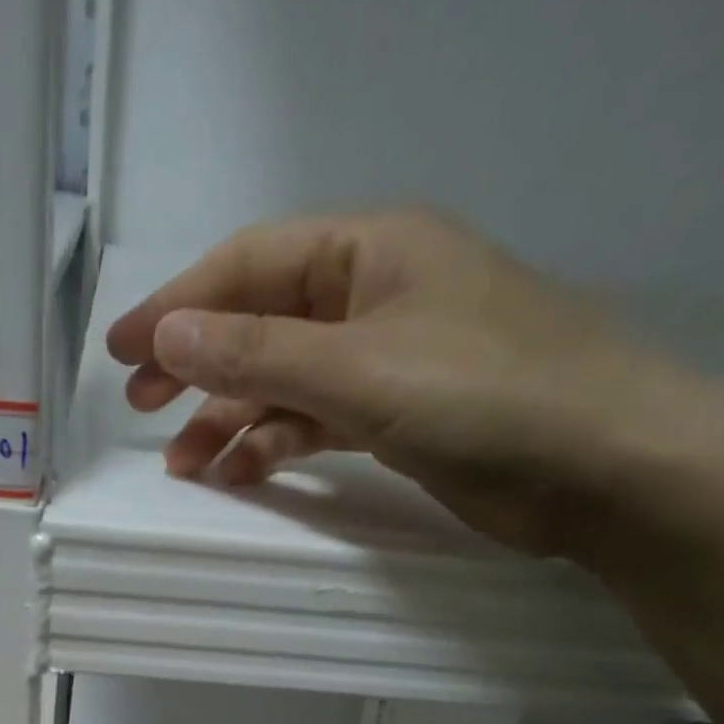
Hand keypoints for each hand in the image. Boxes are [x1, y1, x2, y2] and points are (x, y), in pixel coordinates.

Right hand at [105, 206, 723, 554]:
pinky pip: (317, 421)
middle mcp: (373, 296)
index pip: (250, 266)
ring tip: (183, 466)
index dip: (177, 306)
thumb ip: (259, 355)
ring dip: (231, 419)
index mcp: (370, 251)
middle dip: (197, 367)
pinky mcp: (398, 417)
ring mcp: (387, 360)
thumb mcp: (360, 370)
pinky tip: (242, 473)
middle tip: (140, 410)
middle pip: (262, 323)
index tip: (120, 352)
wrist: (602, 469)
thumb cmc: (486, 396)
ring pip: (286, 381)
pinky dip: (277, 444)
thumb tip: (166, 335)